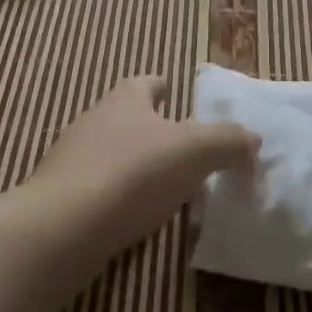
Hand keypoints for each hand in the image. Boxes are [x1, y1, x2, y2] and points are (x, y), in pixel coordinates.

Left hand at [34, 76, 259, 253]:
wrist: (61, 228)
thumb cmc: (133, 173)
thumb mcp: (196, 151)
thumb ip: (229, 142)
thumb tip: (254, 140)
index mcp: (124, 100)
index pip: (144, 82)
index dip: (162, 87)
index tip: (175, 95)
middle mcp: (93, 121)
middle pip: (125, 116)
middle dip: (151, 128)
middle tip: (182, 150)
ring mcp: (69, 160)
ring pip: (108, 153)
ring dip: (133, 165)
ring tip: (162, 188)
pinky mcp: (57, 199)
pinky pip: (95, 189)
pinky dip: (115, 197)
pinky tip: (131, 218)